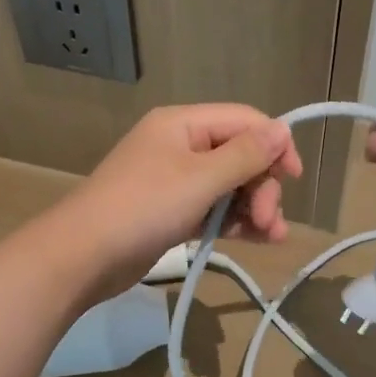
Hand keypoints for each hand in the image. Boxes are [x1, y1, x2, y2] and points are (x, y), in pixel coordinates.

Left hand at [52, 104, 302, 295]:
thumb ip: (246, 154)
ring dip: (253, 206)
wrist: (82, 256)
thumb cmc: (144, 207)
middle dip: (261, 185)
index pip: (244, 120)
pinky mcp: (170, 211)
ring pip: (228, 185)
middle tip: (268, 220)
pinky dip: (233, 220)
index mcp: (183, 124)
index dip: (274, 144)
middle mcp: (179, 145)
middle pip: (239, 154)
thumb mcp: (201, 178)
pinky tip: (256, 239)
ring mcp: (173, 180)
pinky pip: (212, 207)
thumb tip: (282, 128)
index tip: (293, 178)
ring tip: (272, 236)